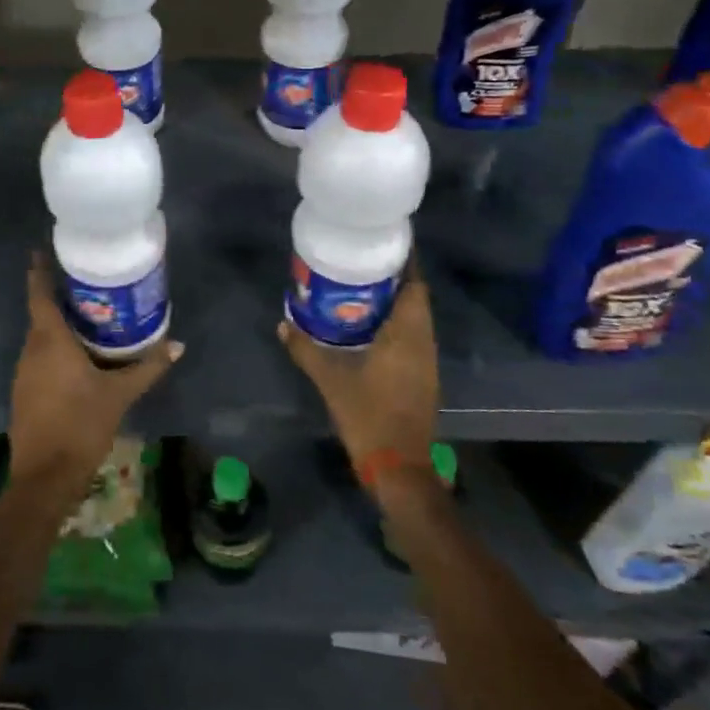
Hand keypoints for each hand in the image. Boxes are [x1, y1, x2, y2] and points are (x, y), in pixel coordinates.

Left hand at [10, 253, 181, 498]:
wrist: (45, 477)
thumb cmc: (81, 425)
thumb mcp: (119, 394)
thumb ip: (147, 367)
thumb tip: (177, 344)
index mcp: (49, 341)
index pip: (39, 294)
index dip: (40, 270)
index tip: (43, 250)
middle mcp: (30, 350)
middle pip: (41, 314)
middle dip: (60, 298)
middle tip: (88, 285)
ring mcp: (23, 373)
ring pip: (41, 338)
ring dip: (59, 326)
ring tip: (90, 316)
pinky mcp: (24, 392)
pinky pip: (40, 358)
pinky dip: (56, 349)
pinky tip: (79, 357)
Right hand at [278, 270, 439, 476]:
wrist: (398, 465)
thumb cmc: (368, 414)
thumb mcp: (330, 380)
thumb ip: (306, 349)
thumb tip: (283, 324)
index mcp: (407, 335)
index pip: (415, 287)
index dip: (407, 263)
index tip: (387, 244)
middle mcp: (423, 343)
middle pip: (417, 299)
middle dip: (396, 279)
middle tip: (366, 263)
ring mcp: (427, 362)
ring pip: (417, 320)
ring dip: (398, 302)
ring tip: (365, 289)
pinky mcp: (423, 378)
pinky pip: (414, 338)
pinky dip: (398, 324)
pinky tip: (372, 327)